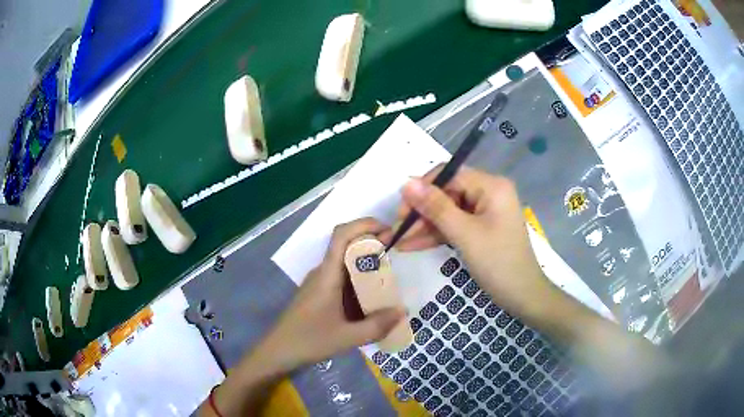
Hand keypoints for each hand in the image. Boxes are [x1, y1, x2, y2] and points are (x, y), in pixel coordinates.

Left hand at [258, 218, 405, 372]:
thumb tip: (403, 311)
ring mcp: (319, 282)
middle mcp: (322, 272)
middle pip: (347, 246)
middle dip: (372, 246)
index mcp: (327, 275)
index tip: (388, 231)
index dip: (364, 225)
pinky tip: (370, 300)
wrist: (279, 351)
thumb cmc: (309, 340)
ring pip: (345, 264)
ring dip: (366, 265)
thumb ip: (378, 325)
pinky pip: (342, 279)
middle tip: (396, 259)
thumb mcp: (348, 337)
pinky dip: (358, 281)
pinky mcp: (319, 293)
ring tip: (389, 281)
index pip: (341, 235)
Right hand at [383, 165, 556, 319]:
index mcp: (491, 186)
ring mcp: (485, 211)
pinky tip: (412, 245)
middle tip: (398, 231)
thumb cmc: (498, 262)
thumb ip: (435, 207)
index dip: (422, 190)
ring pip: (447, 211)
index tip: (401, 211)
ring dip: (425, 226)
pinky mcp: (480, 228)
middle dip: (421, 213)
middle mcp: (488, 192)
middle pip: (446, 193)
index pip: (449, 175)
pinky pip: (454, 225)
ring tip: (399, 241)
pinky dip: (436, 235)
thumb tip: (406, 183)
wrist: (522, 295)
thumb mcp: (464, 234)